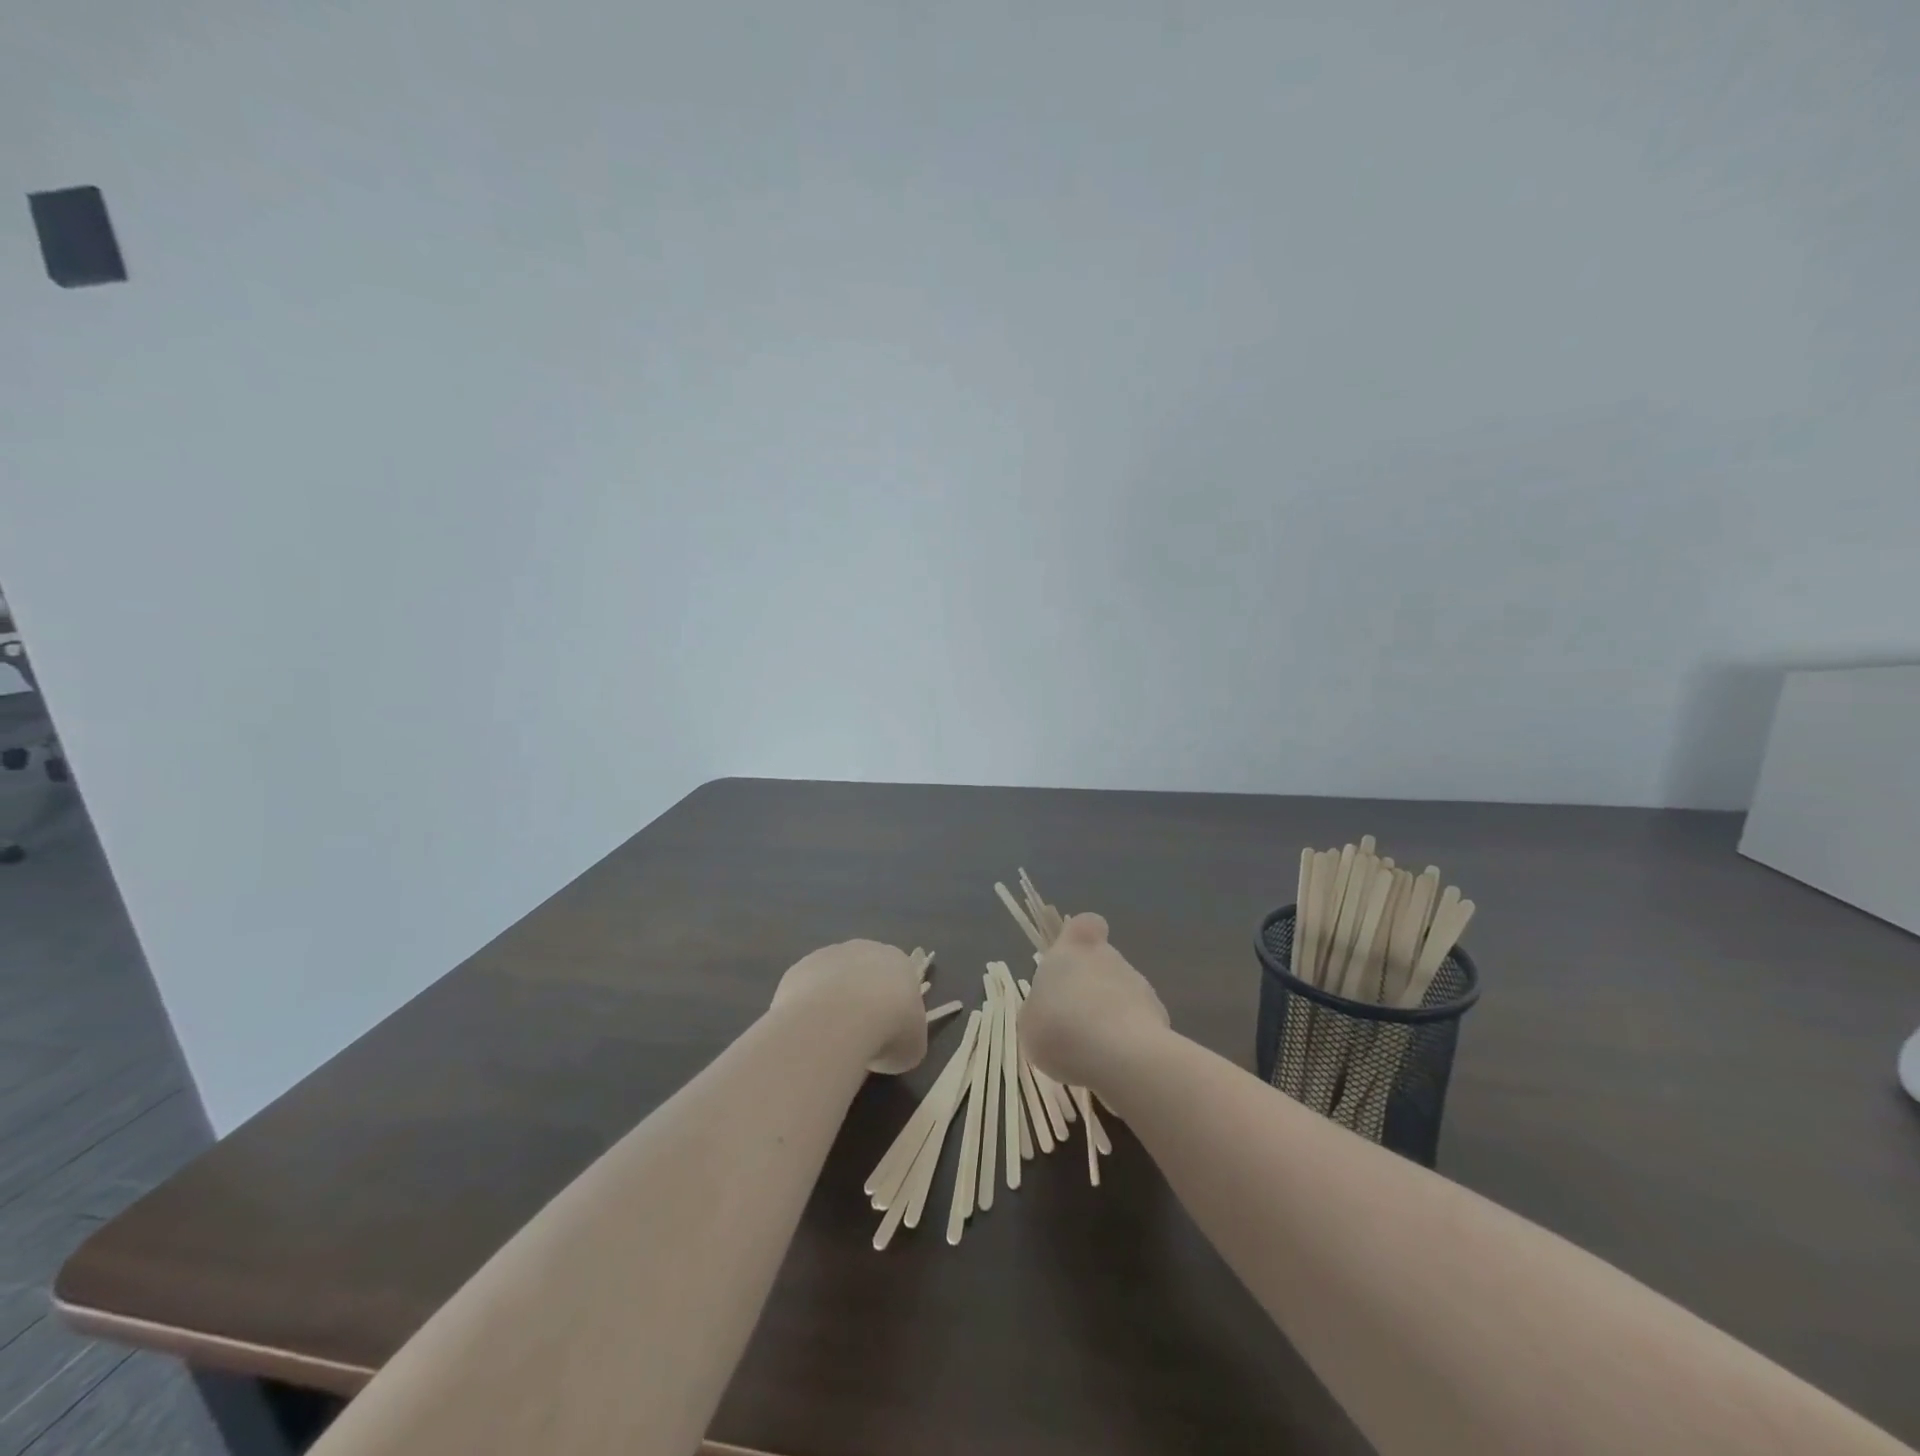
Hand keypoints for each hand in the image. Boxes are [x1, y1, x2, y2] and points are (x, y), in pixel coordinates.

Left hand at [772, 940, 927, 1074]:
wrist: (840, 1021)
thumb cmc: (889, 1030)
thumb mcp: (912, 1047)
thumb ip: (906, 1038)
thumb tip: (890, 1045)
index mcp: (899, 962)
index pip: (899, 982)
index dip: (893, 1010)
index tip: (887, 1035)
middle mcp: (865, 949)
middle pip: (864, 975)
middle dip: (862, 1001)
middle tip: (859, 1037)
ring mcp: (829, 955)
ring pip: (833, 980)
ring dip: (833, 1003)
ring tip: (829, 1039)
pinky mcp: (799, 968)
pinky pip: (806, 990)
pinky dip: (807, 1009)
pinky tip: (808, 1031)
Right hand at [1021, 913, 1168, 1091]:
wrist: (1118, 1056)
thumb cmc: (1060, 1026)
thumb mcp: (1029, 1020)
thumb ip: (1042, 1006)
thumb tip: (1051, 1007)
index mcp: (1075, 948)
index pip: (1086, 923)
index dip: (1081, 937)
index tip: (1071, 958)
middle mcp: (1110, 958)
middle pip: (1103, 963)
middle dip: (1092, 989)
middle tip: (1074, 1023)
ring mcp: (1140, 986)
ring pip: (1122, 995)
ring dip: (1110, 1016)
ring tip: (1093, 1053)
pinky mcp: (1160, 1018)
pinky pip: (1139, 1025)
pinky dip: (1128, 1041)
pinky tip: (1115, 1065)